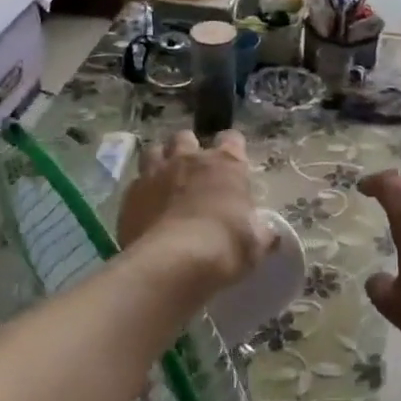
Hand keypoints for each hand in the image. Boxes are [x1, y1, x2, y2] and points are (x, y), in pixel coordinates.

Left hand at [117, 131, 271, 297]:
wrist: (172, 264)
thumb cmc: (224, 246)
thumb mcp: (255, 244)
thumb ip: (262, 233)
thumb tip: (270, 235)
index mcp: (226, 164)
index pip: (232, 139)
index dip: (232, 148)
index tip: (233, 164)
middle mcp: (189, 159)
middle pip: (186, 137)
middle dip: (189, 149)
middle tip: (193, 172)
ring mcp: (155, 173)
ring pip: (155, 150)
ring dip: (161, 161)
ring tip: (165, 181)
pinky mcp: (129, 195)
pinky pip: (135, 183)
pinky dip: (142, 192)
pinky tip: (146, 209)